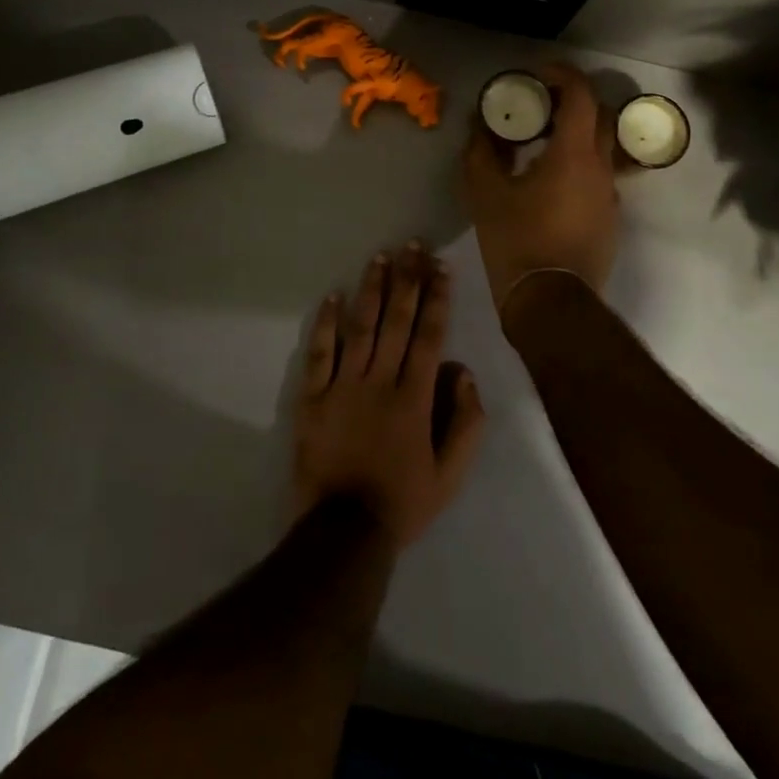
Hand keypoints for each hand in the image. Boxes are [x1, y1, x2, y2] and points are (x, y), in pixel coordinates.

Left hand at [293, 244, 485, 547]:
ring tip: (380, 257)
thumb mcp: (451, 474)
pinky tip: (332, 296)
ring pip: (360, 327)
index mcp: (414, 397)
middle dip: (407, 280)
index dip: (436, 299)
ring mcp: (343, 385)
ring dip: (371, 290)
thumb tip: (463, 372)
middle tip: (412, 246)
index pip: (429, 336)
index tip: (441, 268)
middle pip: (396, 321)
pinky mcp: (313, 397)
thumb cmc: (403, 502)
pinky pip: (320, 353)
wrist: (343, 532)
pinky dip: (326, 323)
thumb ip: (465, 422)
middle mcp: (380, 380)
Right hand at [462, 62, 619, 311]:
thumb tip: (480, 126)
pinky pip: (599, 176)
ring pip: (602, 148)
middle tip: (538, 108)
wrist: (550, 302)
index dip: (561, 75)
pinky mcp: (610, 219)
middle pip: (599, 116)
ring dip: (576, 136)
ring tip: (541, 146)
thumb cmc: (516, 241)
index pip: (581, 94)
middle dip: (571, 102)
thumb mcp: (485, 192)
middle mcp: (602, 167)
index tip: (536, 76)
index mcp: (574, 154)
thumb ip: (482, 151)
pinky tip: (550, 184)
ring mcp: (611, 195)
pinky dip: (579, 165)